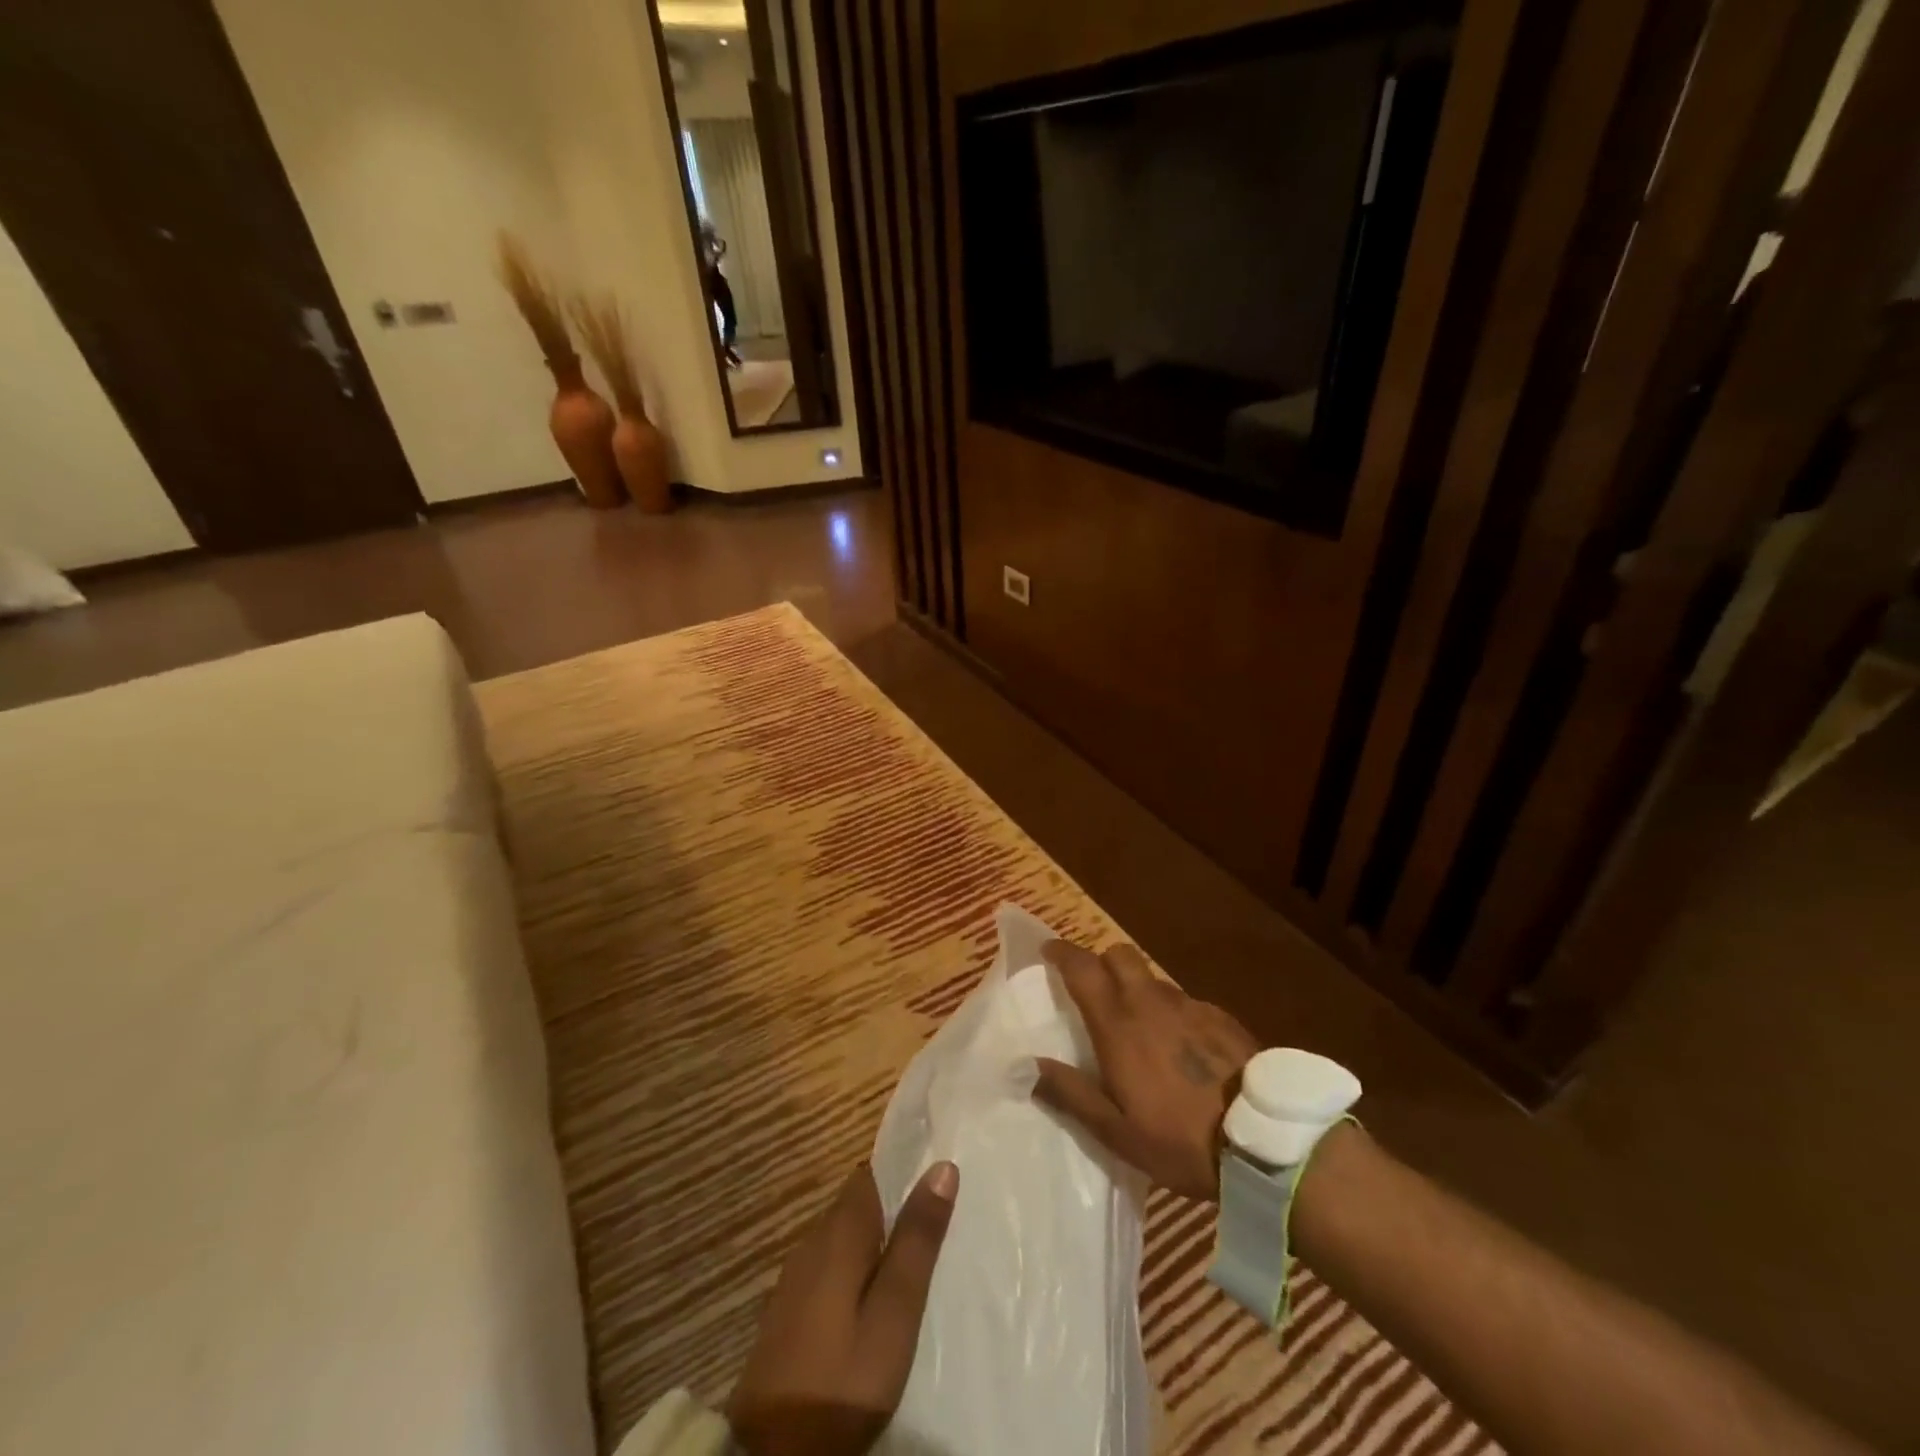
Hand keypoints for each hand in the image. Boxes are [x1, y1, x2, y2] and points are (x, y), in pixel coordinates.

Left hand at [728, 1161, 957, 1455]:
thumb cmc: (841, 1379)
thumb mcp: (894, 1313)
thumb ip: (916, 1241)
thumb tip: (942, 1168)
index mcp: (838, 1232)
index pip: (870, 1174)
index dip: (902, 1169)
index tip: (936, 1176)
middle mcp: (812, 1242)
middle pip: (856, 1204)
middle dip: (892, 1206)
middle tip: (935, 1222)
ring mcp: (795, 1278)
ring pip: (842, 1237)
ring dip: (875, 1240)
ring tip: (912, 1257)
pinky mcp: (788, 1312)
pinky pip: (829, 1267)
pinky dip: (855, 1268)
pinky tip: (873, 1296)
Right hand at [1033, 939, 1257, 1200]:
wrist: (1267, 1140)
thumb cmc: (1180, 1139)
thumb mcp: (1116, 1131)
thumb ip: (1070, 1093)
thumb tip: (1026, 1065)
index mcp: (1118, 1023)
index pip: (1082, 968)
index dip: (1061, 952)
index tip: (1048, 950)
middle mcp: (1151, 1001)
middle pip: (1120, 955)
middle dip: (1101, 960)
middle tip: (1093, 987)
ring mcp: (1190, 1005)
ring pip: (1153, 979)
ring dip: (1137, 989)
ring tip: (1139, 1027)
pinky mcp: (1221, 1017)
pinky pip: (1185, 1002)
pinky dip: (1172, 1012)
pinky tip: (1181, 1048)